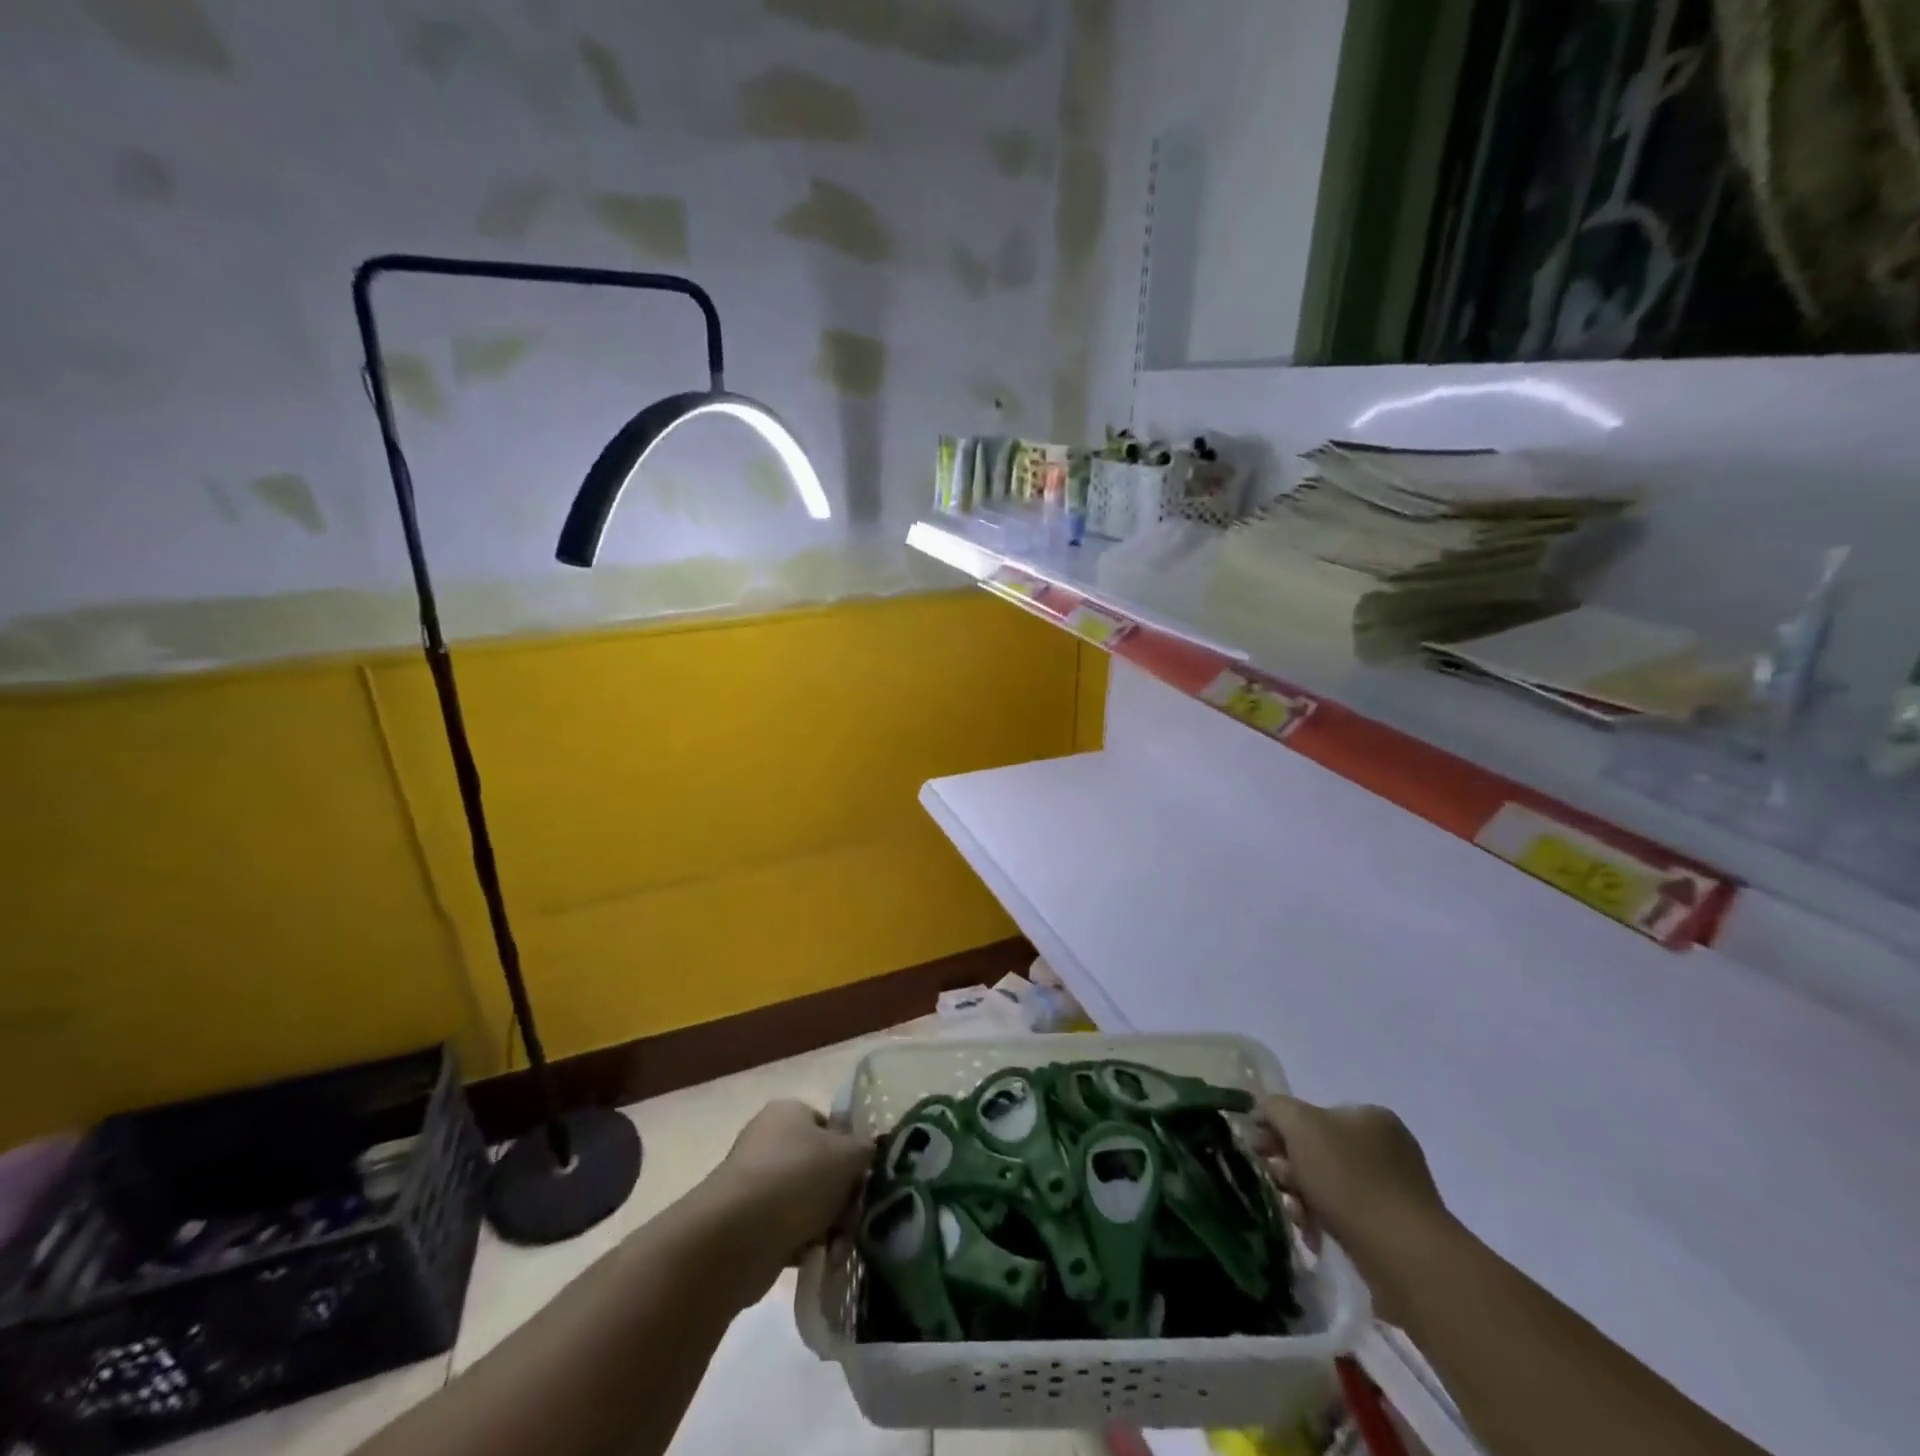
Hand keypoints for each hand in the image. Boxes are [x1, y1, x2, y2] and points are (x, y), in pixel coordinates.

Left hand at [700, 1100, 871, 1287]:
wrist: (737, 1236)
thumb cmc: (797, 1178)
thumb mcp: (848, 1154)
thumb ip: (866, 1149)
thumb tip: (868, 1151)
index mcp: (789, 1112)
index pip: (830, 1127)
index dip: (851, 1152)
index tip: (863, 1179)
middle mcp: (768, 1141)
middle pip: (820, 1167)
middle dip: (840, 1196)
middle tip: (854, 1216)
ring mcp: (754, 1183)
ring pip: (806, 1202)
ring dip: (826, 1225)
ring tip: (838, 1245)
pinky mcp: (746, 1224)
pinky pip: (787, 1230)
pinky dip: (804, 1245)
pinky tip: (819, 1259)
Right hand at [1251, 1096, 1450, 1310]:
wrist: (1403, 1255)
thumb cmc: (1349, 1179)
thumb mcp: (1300, 1125)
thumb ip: (1276, 1108)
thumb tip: (1264, 1110)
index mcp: (1371, 1117)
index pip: (1314, 1114)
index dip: (1280, 1127)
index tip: (1258, 1148)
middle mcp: (1387, 1149)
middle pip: (1318, 1150)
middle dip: (1289, 1165)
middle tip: (1274, 1181)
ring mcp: (1394, 1192)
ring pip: (1328, 1186)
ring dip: (1301, 1195)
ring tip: (1294, 1213)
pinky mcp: (1394, 1231)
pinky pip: (1346, 1217)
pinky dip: (1323, 1221)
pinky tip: (1312, 1234)